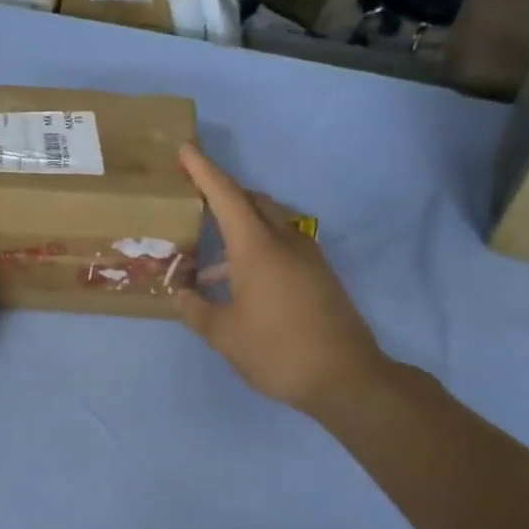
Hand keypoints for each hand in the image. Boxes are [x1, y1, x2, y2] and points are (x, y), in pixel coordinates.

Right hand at [175, 144, 387, 416]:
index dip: (204, 171)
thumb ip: (196, 310)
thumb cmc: (277, 351)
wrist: (346, 378)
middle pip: (252, 202)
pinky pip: (282, 247)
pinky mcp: (319, 275)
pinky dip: (256, 251)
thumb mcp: (224, 335)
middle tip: (195, 201)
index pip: (226, 196)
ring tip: (208, 264)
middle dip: (224, 194)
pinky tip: (238, 285)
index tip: (186, 150)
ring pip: (269, 225)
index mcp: (257, 248)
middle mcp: (285, 241)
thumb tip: (182, 294)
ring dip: (239, 230)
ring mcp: (308, 257)